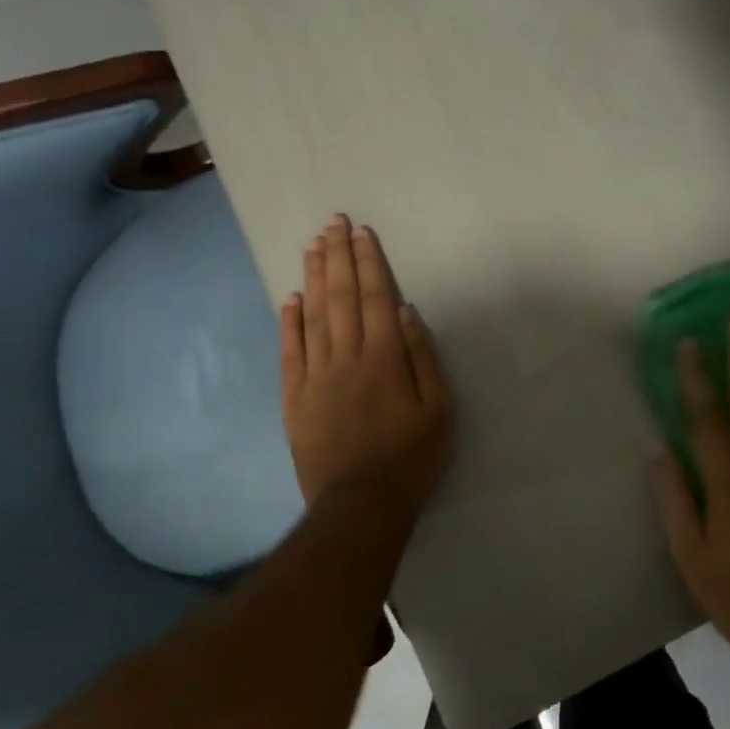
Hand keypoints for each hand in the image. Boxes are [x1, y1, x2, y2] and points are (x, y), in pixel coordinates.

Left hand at [280, 214, 453, 520]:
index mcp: (384, 358)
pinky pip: (290, 352)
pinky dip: (289, 322)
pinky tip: (290, 298)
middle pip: (341, 297)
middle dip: (339, 257)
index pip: (375, 298)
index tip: (362, 232)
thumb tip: (405, 310)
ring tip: (313, 245)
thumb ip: (422, 356)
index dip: (369, 263)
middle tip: (333, 222)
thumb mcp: (439, 409)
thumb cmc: (411, 457)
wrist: (360, 506)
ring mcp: (316, 377)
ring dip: (314, 277)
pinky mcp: (295, 399)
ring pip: (313, 316)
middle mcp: (346, 358)